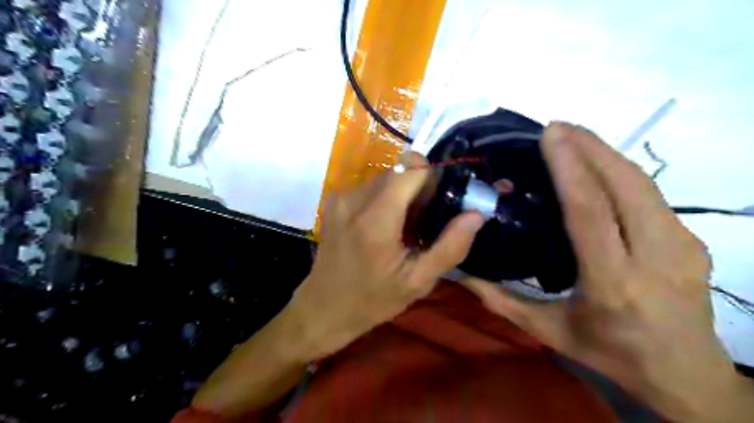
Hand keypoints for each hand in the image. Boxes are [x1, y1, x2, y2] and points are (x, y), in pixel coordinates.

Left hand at [290, 154, 482, 360]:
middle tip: (424, 220)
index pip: (412, 169)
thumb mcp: (418, 282)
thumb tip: (475, 214)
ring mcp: (341, 198)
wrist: (323, 308)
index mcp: (377, 219)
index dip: (432, 178)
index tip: (440, 201)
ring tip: (404, 227)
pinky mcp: (334, 202)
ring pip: (385, 177)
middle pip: (399, 171)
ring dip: (401, 193)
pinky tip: (384, 226)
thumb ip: (450, 247)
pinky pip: (369, 187)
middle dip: (419, 187)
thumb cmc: (372, 300)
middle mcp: (355, 199)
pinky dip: (384, 198)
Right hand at [463, 124, 750, 420]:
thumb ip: (500, 301)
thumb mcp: (548, 331)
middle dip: (590, 148)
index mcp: (611, 283)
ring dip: (607, 154)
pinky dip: (621, 172)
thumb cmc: (610, 353)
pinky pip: (651, 195)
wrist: (685, 373)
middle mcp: (654, 258)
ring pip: (643, 184)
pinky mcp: (692, 240)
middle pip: (624, 187)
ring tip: (575, 136)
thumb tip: (460, 274)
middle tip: (559, 127)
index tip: (551, 136)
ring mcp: (681, 246)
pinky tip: (598, 165)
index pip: (590, 212)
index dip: (570, 169)